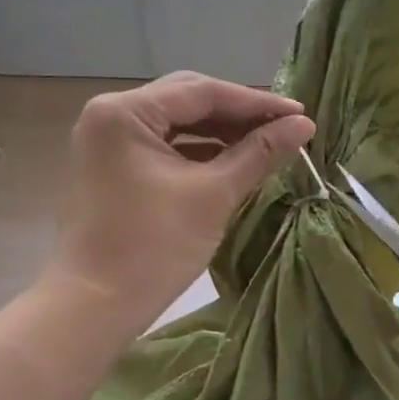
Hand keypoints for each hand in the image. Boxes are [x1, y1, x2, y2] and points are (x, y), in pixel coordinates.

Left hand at [45, 72, 314, 325]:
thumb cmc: (153, 246)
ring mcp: (109, 143)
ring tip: (268, 142)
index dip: (257, 102)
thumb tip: (304, 126)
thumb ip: (259, 153)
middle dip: (239, 113)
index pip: (203, 92)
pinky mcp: (114, 168)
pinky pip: (166, 146)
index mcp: (125, 112)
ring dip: (222, 132)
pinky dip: (201, 151)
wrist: (94, 307)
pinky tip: (235, 160)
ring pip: (178, 124)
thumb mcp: (214, 194)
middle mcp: (111, 115)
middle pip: (188, 100)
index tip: (300, 114)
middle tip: (285, 126)